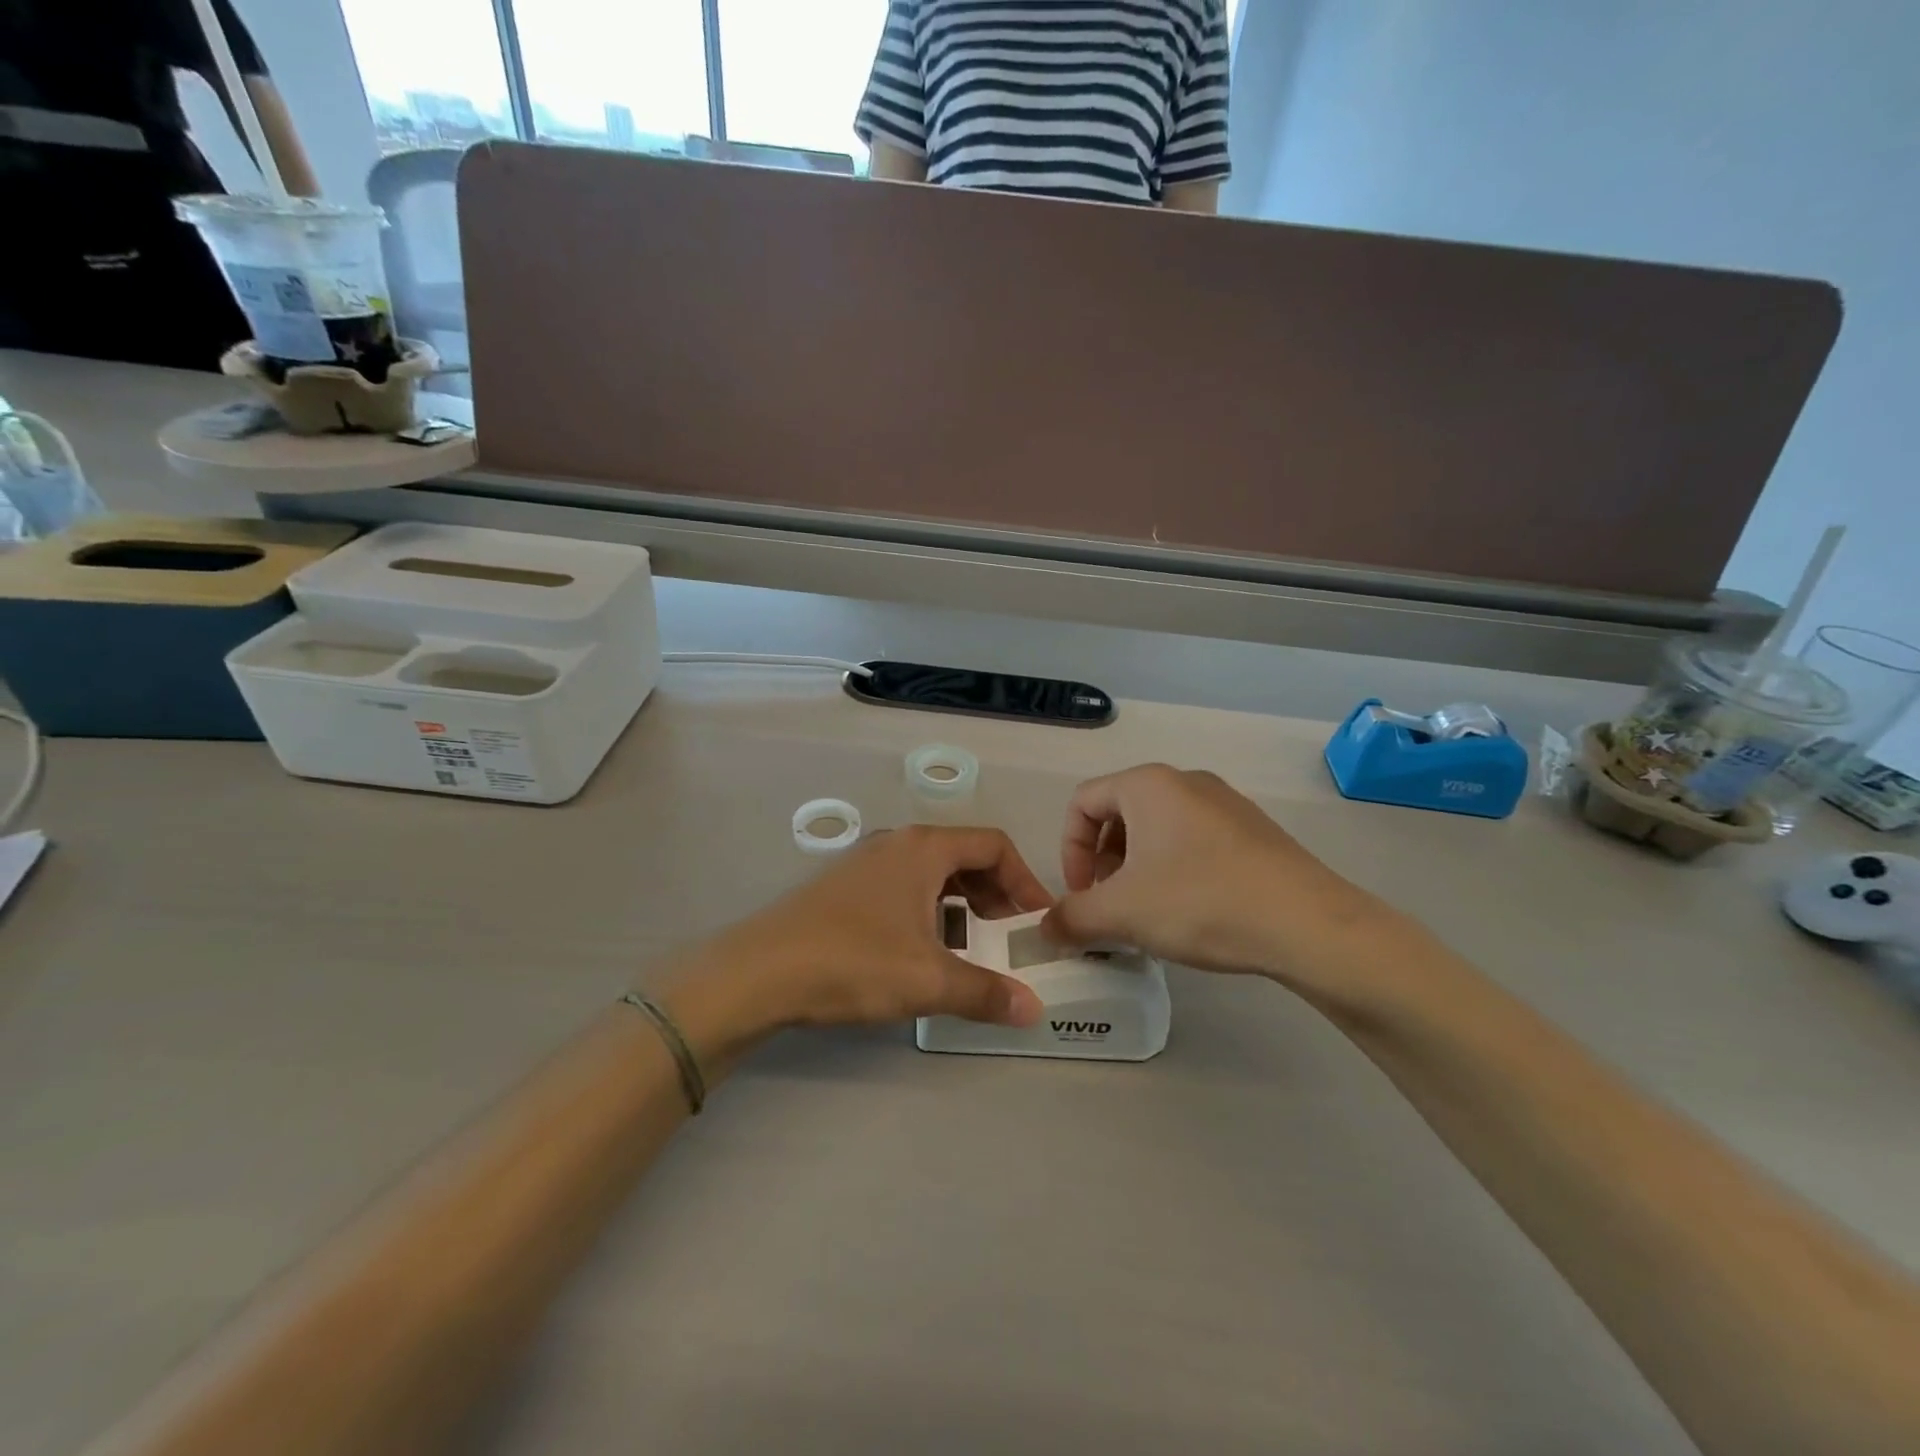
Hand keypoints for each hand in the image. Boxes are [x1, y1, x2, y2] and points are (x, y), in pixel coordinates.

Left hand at [660, 826, 1053, 1052]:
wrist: (758, 973)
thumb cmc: (853, 962)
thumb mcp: (928, 980)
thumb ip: (985, 993)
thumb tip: (1033, 1010)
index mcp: (923, 848)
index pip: (993, 845)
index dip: (1025, 879)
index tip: (1037, 920)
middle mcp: (896, 843)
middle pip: (964, 856)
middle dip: (995, 894)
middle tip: (1008, 936)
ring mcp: (866, 863)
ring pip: (932, 874)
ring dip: (960, 905)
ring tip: (968, 949)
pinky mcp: (844, 888)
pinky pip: (903, 888)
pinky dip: (928, 911)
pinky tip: (921, 952)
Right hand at [1041, 764, 1393, 994]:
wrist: (1307, 924)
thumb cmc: (1200, 902)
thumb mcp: (1121, 913)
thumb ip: (1071, 917)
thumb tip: (1044, 927)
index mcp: (1147, 785)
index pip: (1082, 802)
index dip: (1069, 850)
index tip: (1081, 895)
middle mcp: (1185, 781)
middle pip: (1120, 813)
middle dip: (1102, 861)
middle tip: (1110, 905)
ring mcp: (1225, 803)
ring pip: (1158, 829)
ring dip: (1137, 868)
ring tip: (1147, 913)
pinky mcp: (1253, 831)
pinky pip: (1194, 840)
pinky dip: (1174, 869)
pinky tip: (1191, 912)